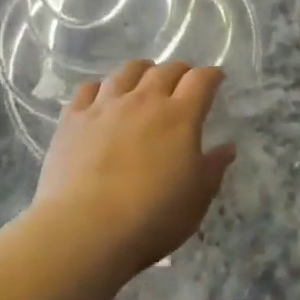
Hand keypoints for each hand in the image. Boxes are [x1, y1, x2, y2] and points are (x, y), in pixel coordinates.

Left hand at [37, 60, 236, 274]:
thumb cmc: (153, 216)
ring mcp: (106, 106)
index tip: (216, 80)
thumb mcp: (198, 197)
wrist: (86, 230)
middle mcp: (144, 100)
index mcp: (180, 115)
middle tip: (183, 83)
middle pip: (165, 70)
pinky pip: (88, 89)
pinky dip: (100, 89)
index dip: (212, 75)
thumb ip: (213, 167)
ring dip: (142, 72)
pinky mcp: (73, 120)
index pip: (201, 79)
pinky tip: (102, 100)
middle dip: (179, 71)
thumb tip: (226, 147)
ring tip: (144, 81)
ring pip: (126, 71)